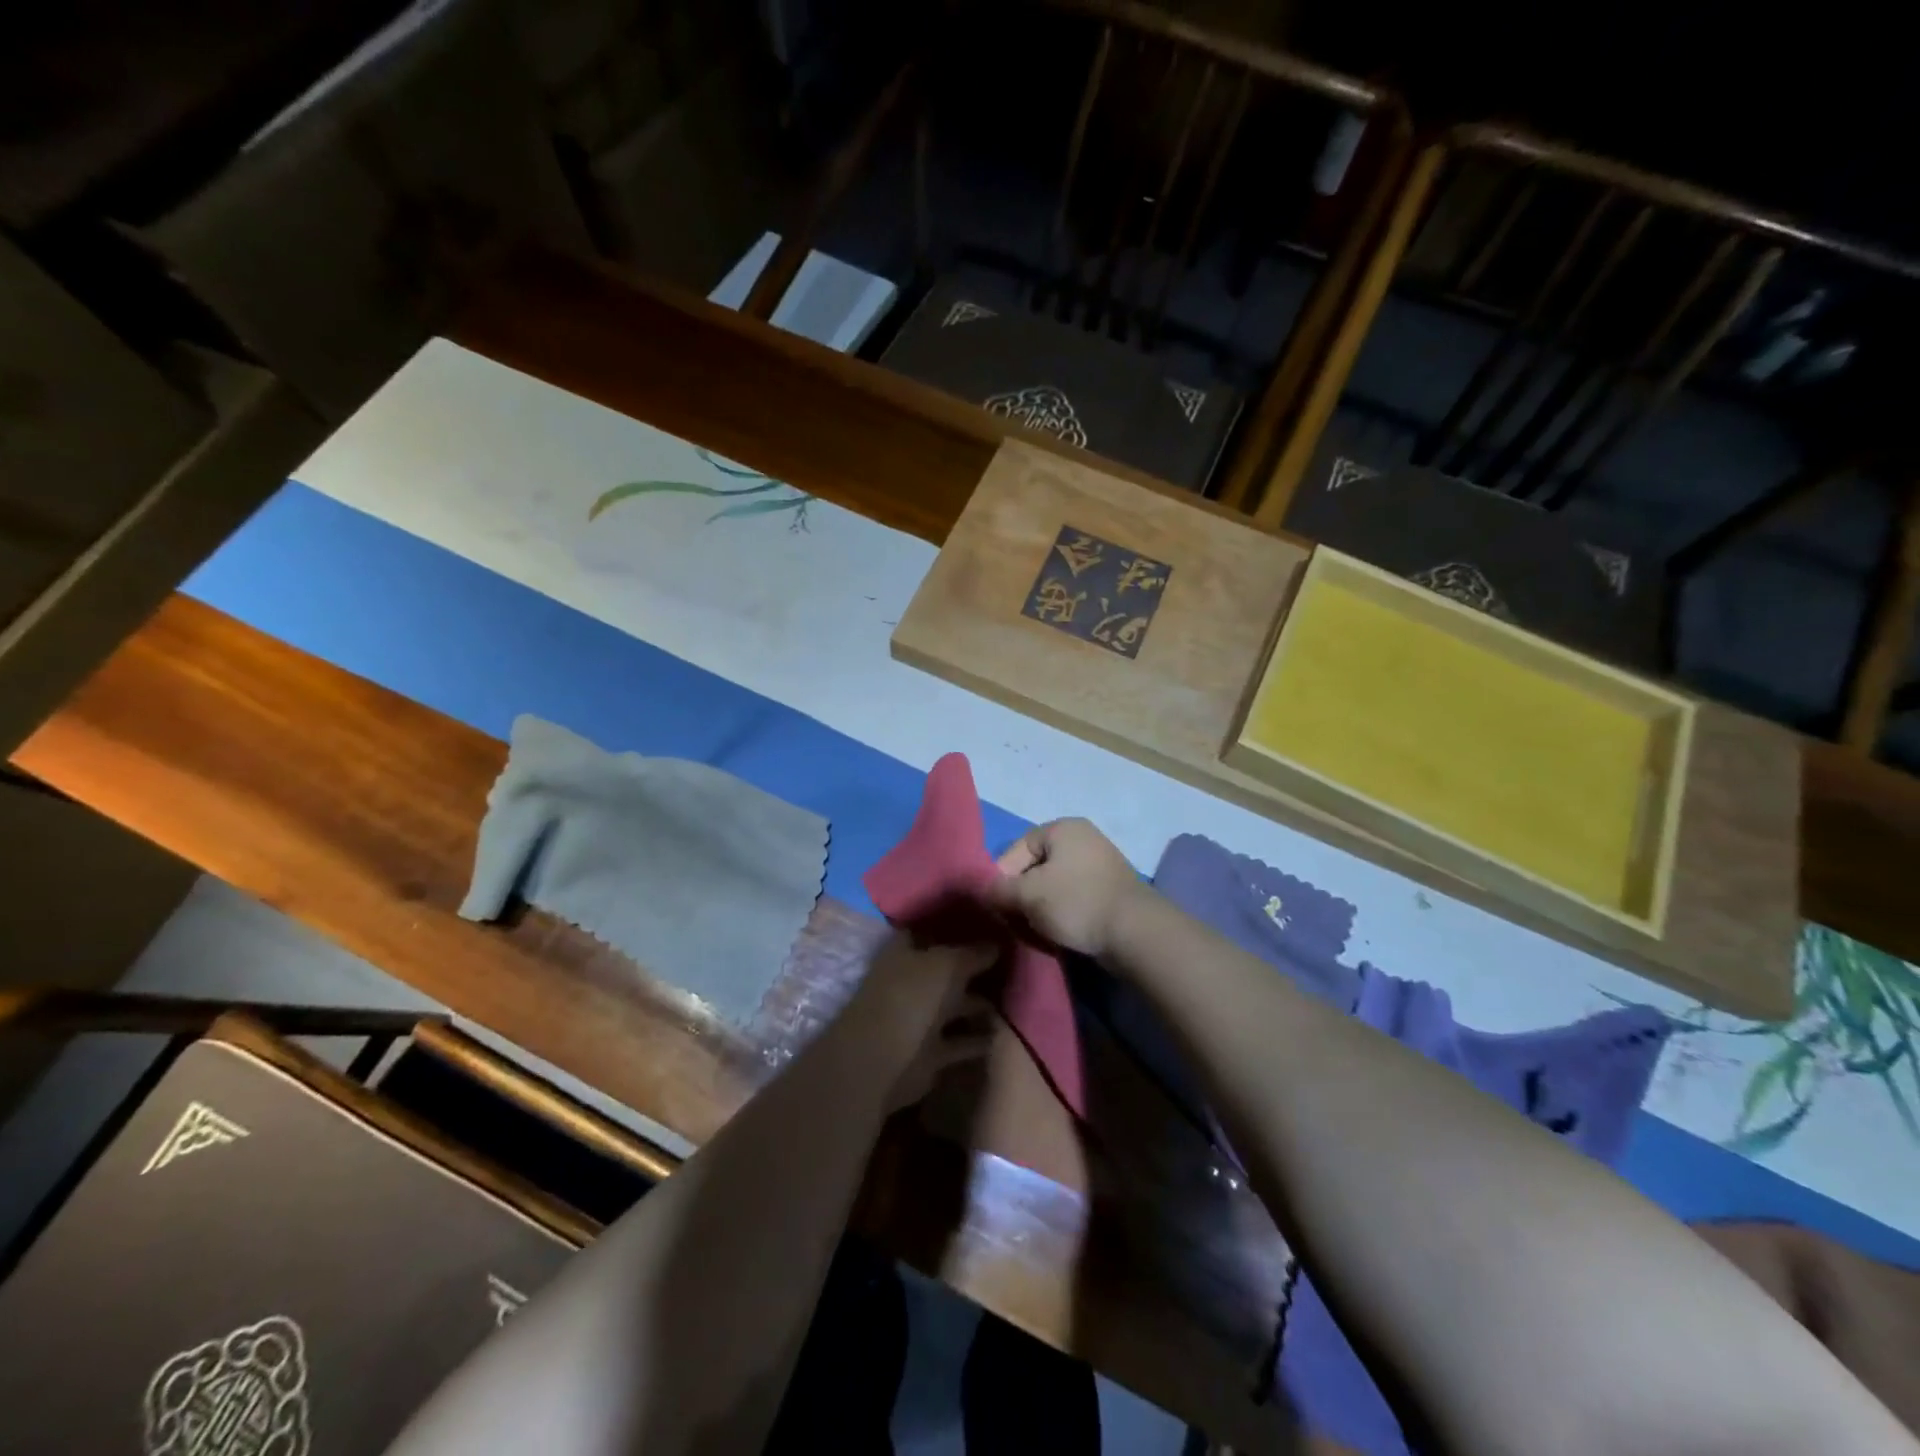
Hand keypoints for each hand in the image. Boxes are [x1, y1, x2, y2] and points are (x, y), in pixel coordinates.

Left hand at [848, 935, 997, 1111]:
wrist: (884, 1060)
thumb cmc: (911, 997)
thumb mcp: (947, 964)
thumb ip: (972, 954)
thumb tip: (996, 945)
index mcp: (904, 954)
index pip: (927, 933)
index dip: (951, 930)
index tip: (984, 927)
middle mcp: (910, 984)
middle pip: (945, 972)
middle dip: (973, 970)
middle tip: (1012, 964)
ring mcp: (918, 1020)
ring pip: (954, 1008)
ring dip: (979, 1006)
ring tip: (1018, 999)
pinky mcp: (929, 1054)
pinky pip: (959, 1042)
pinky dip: (978, 1040)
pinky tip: (1007, 1034)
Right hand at [986, 818, 1145, 958]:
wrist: (1135, 933)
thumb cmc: (1076, 903)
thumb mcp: (1028, 895)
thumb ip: (999, 890)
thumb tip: (984, 890)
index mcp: (1063, 828)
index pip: (1017, 848)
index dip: (1002, 876)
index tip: (997, 905)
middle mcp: (1083, 838)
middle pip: (1036, 866)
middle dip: (1022, 894)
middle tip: (1015, 919)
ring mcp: (1100, 864)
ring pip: (1054, 884)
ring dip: (1041, 906)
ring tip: (1036, 929)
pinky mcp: (1110, 890)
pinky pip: (1074, 897)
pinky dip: (1063, 912)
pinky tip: (1059, 931)